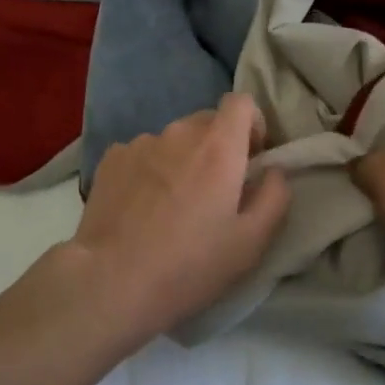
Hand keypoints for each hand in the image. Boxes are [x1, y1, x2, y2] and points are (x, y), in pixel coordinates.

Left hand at [66, 93, 291, 347]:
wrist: (109, 282)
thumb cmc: (189, 265)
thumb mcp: (251, 243)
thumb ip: (275, 196)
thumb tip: (273, 170)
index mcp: (219, 146)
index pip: (242, 102)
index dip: (252, 125)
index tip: (250, 159)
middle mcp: (180, 132)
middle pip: (208, 121)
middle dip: (218, 147)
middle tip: (214, 192)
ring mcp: (141, 142)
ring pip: (174, 140)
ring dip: (182, 159)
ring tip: (172, 205)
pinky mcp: (111, 159)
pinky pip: (142, 153)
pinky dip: (149, 170)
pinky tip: (141, 207)